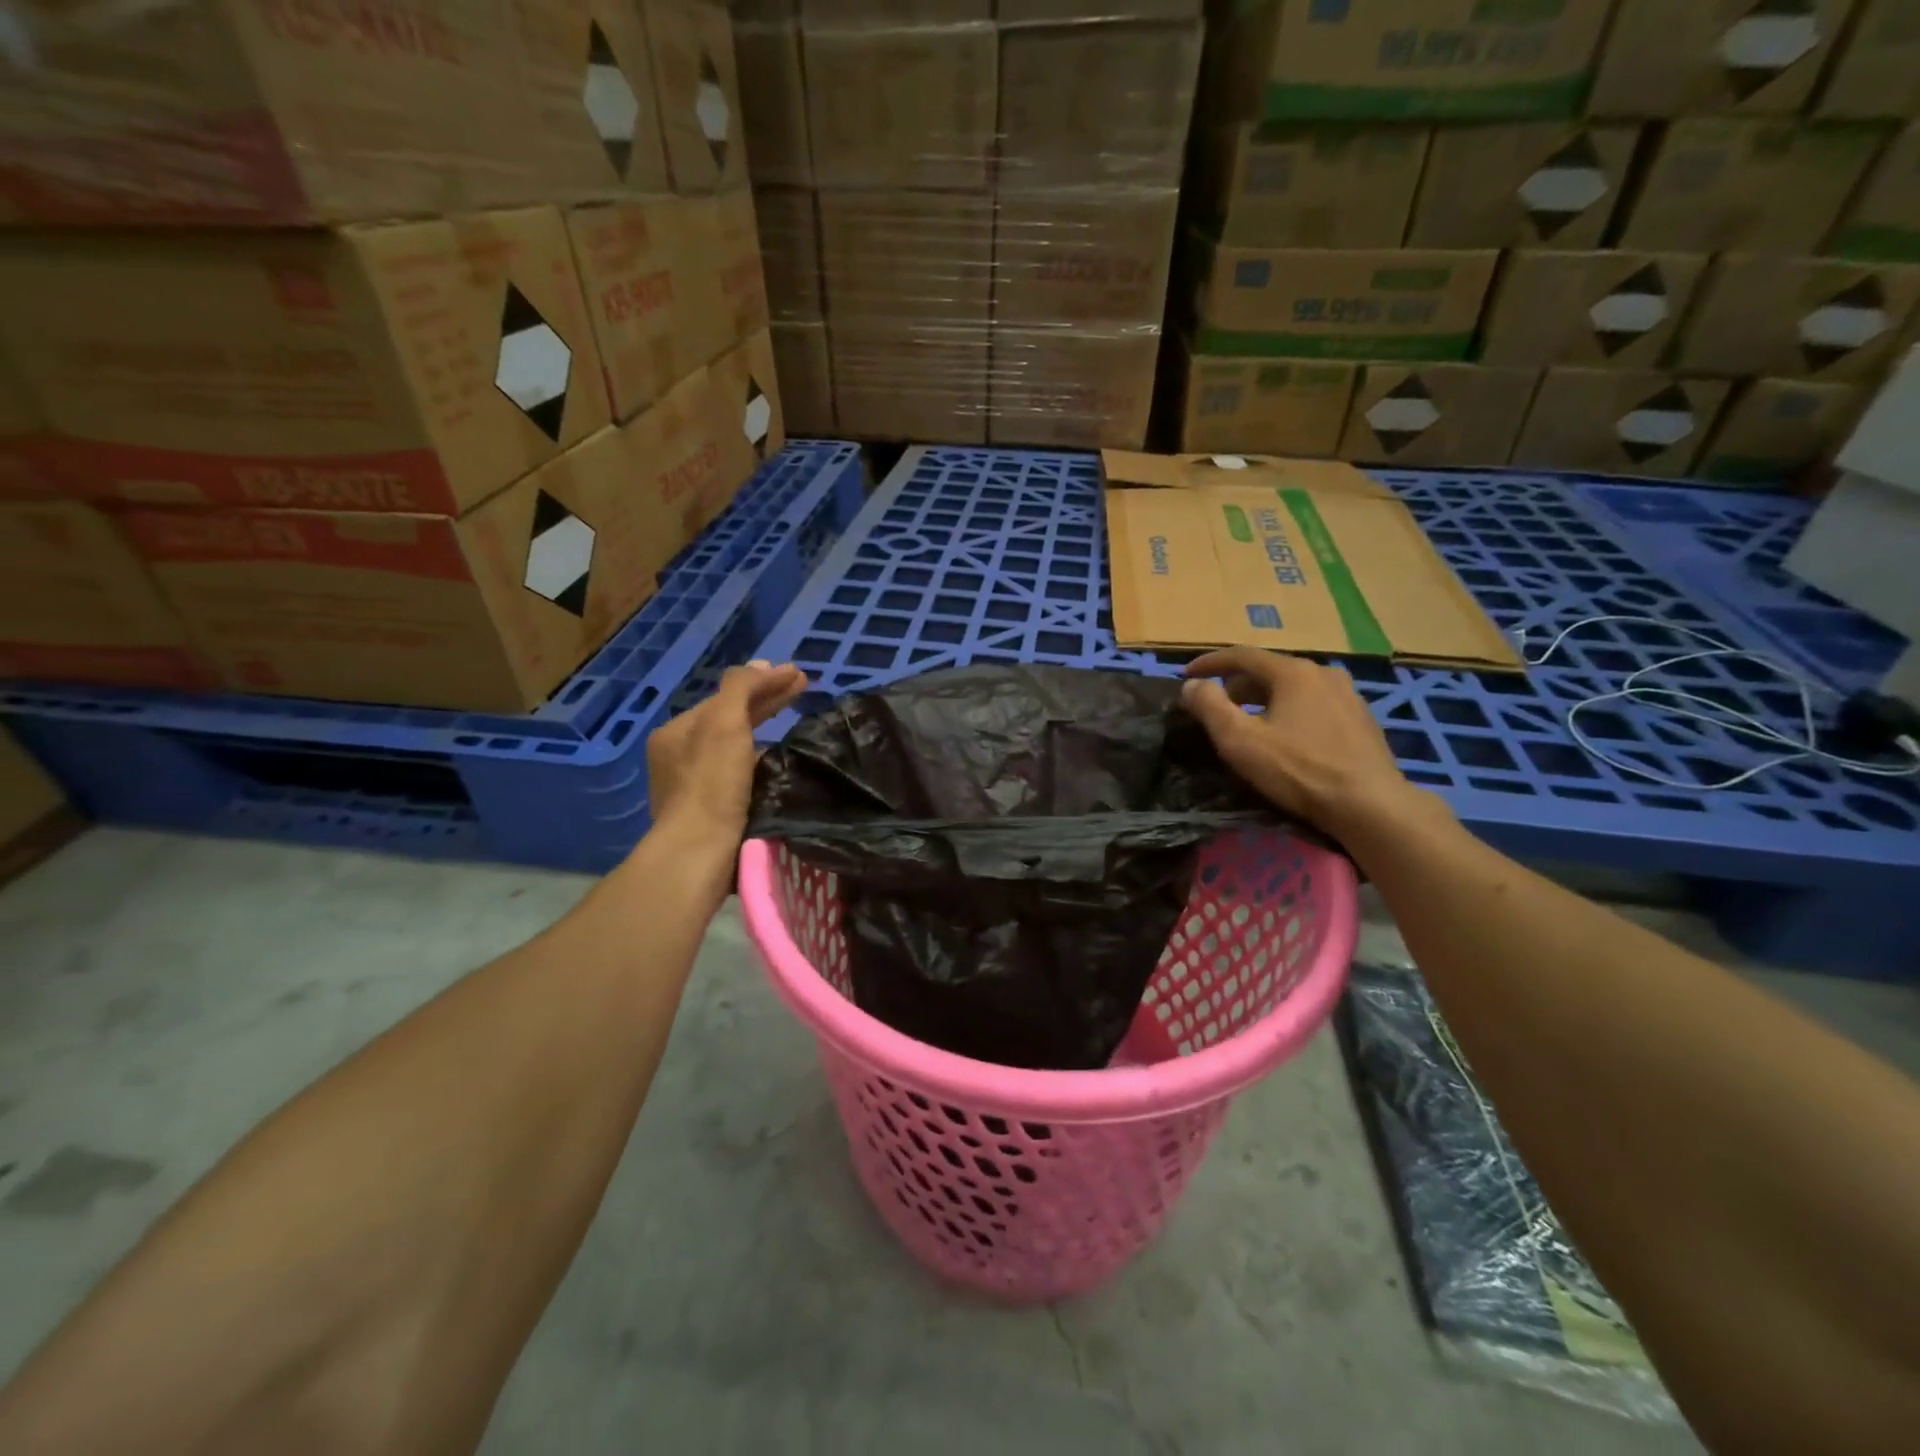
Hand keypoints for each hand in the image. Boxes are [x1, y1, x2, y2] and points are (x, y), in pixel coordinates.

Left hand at [646, 660, 807, 843]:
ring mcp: (693, 787)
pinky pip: (741, 775)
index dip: (764, 682)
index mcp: (678, 731)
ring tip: (797, 728)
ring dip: (765, 734)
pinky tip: (781, 766)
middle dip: (767, 703)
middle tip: (804, 689)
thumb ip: (740, 688)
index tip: (800, 675)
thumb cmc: (712, 783)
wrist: (700, 852)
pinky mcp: (711, 813)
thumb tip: (762, 667)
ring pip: (736, 748)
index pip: (727, 696)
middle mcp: (680, 756)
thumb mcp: (724, 722)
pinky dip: (761, 763)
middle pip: (730, 720)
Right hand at [1181, 647, 1427, 837]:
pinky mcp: (1361, 720)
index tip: (1186, 675)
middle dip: (1237, 684)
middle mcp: (1323, 673)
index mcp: (1293, 672)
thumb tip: (1192, 685)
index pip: (1242, 655)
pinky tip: (1286, 737)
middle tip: (1216, 706)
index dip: (1210, 663)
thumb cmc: (1299, 770)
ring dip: (1265, 699)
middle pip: (1269, 670)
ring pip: (1294, 688)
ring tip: (1249, 721)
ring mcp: (1348, 696)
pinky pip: (1315, 705)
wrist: (1371, 805)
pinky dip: (1291, 711)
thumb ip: (1210, 707)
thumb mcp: (1241, 741)